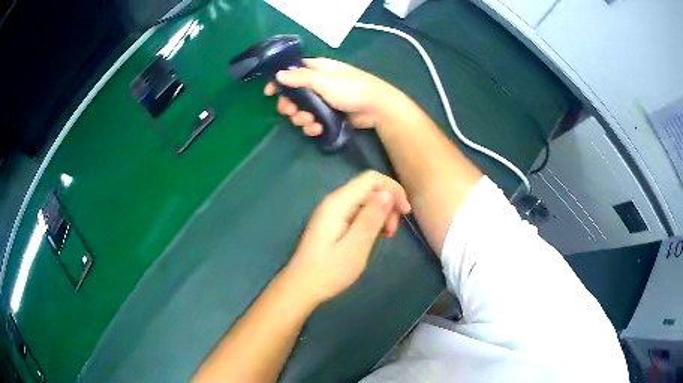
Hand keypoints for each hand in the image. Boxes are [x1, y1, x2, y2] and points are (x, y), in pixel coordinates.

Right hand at [263, 58, 402, 135]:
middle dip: (290, 105)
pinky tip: (317, 130)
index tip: (269, 92)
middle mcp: (318, 83)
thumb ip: (300, 78)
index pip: (292, 72)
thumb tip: (278, 75)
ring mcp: (324, 100)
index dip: (279, 81)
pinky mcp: (329, 115)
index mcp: (317, 69)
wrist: (376, 108)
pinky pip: (314, 121)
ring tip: (309, 123)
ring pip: (302, 110)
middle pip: (294, 94)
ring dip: (301, 118)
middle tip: (290, 112)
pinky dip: (312, 126)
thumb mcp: (323, 80)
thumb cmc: (350, 88)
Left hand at [282, 171, 410, 304]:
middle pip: (369, 188)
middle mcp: (334, 201)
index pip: (372, 179)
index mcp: (338, 203)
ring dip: (381, 213)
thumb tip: (388, 193)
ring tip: (386, 236)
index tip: (405, 212)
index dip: (393, 189)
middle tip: (392, 231)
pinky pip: (357, 212)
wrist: (302, 287)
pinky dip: (370, 220)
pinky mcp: (332, 223)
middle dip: (388, 204)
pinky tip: (374, 237)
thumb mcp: (356, 246)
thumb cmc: (329, 271)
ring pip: (364, 200)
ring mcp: (332, 212)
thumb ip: (372, 218)